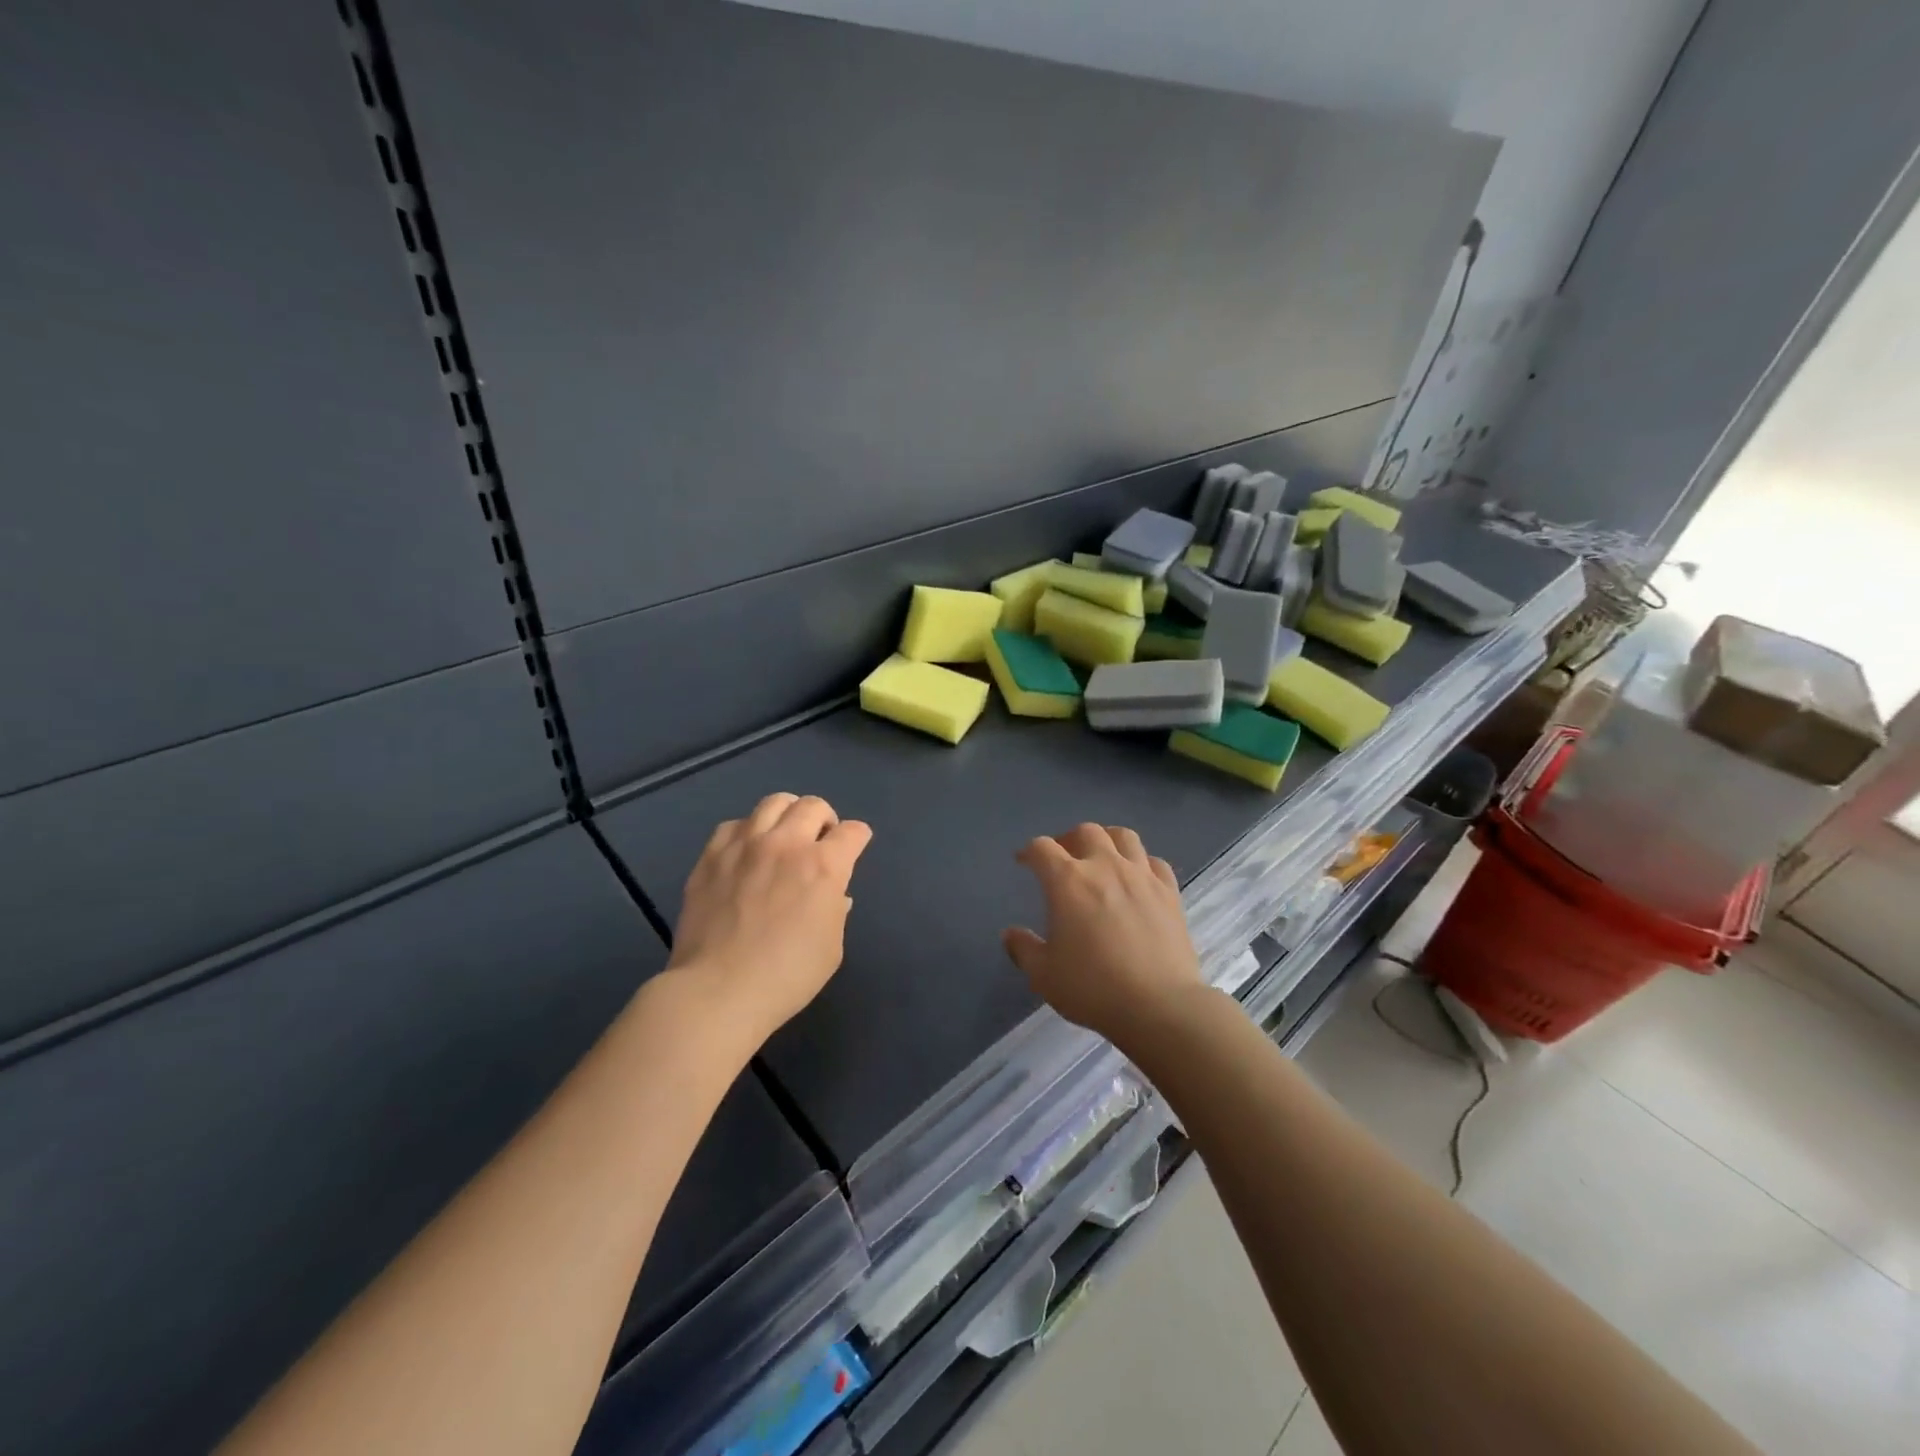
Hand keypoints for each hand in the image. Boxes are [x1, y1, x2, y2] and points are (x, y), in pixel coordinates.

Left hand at [670, 793, 872, 1044]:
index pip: (853, 832)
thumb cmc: (786, 977)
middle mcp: (786, 844)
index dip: (858, 838)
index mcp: (824, 866)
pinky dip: (748, 831)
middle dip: (825, 818)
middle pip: (812, 805)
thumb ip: (836, 912)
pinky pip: (734, 825)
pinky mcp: (712, 856)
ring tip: (784, 836)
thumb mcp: (831, 949)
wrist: (718, 991)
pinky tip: (746, 852)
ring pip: (773, 803)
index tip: (854, 847)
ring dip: (787, 815)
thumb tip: (833, 895)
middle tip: (820, 841)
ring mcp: (745, 845)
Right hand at [1002, 823, 1205, 1051]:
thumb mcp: (1044, 975)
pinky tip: (1138, 879)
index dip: (1029, 851)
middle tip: (1063, 859)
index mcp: (1068, 881)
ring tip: (1102, 857)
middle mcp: (1105, 866)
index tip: (1024, 862)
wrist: (1160, 1005)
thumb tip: (1010, 934)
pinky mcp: (1170, 892)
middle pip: (1085, 831)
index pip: (1042, 848)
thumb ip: (1024, 949)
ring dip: (1107, 840)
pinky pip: (1154, 862)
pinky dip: (1142, 863)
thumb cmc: (1093, 988)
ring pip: (1123, 836)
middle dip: (1069, 840)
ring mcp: (1141, 876)